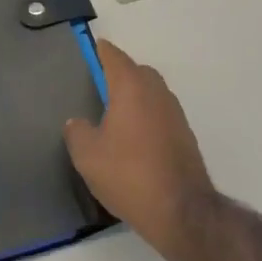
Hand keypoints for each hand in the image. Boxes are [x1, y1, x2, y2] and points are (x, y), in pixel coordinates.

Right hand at [63, 39, 217, 258]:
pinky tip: (133, 138)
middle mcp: (157, 93)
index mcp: (131, 87)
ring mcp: (175, 114)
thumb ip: (76, 131)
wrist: (181, 210)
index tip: (89, 49)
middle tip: (97, 87)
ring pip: (151, 93)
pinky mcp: (185, 136)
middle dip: (119, 73)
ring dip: (135, 96)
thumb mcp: (86, 155)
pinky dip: (146, 116)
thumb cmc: (128, 174)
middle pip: (137, 71)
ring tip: (113, 115)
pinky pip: (160, 114)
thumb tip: (77, 122)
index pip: (114, 57)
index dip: (100, 51)